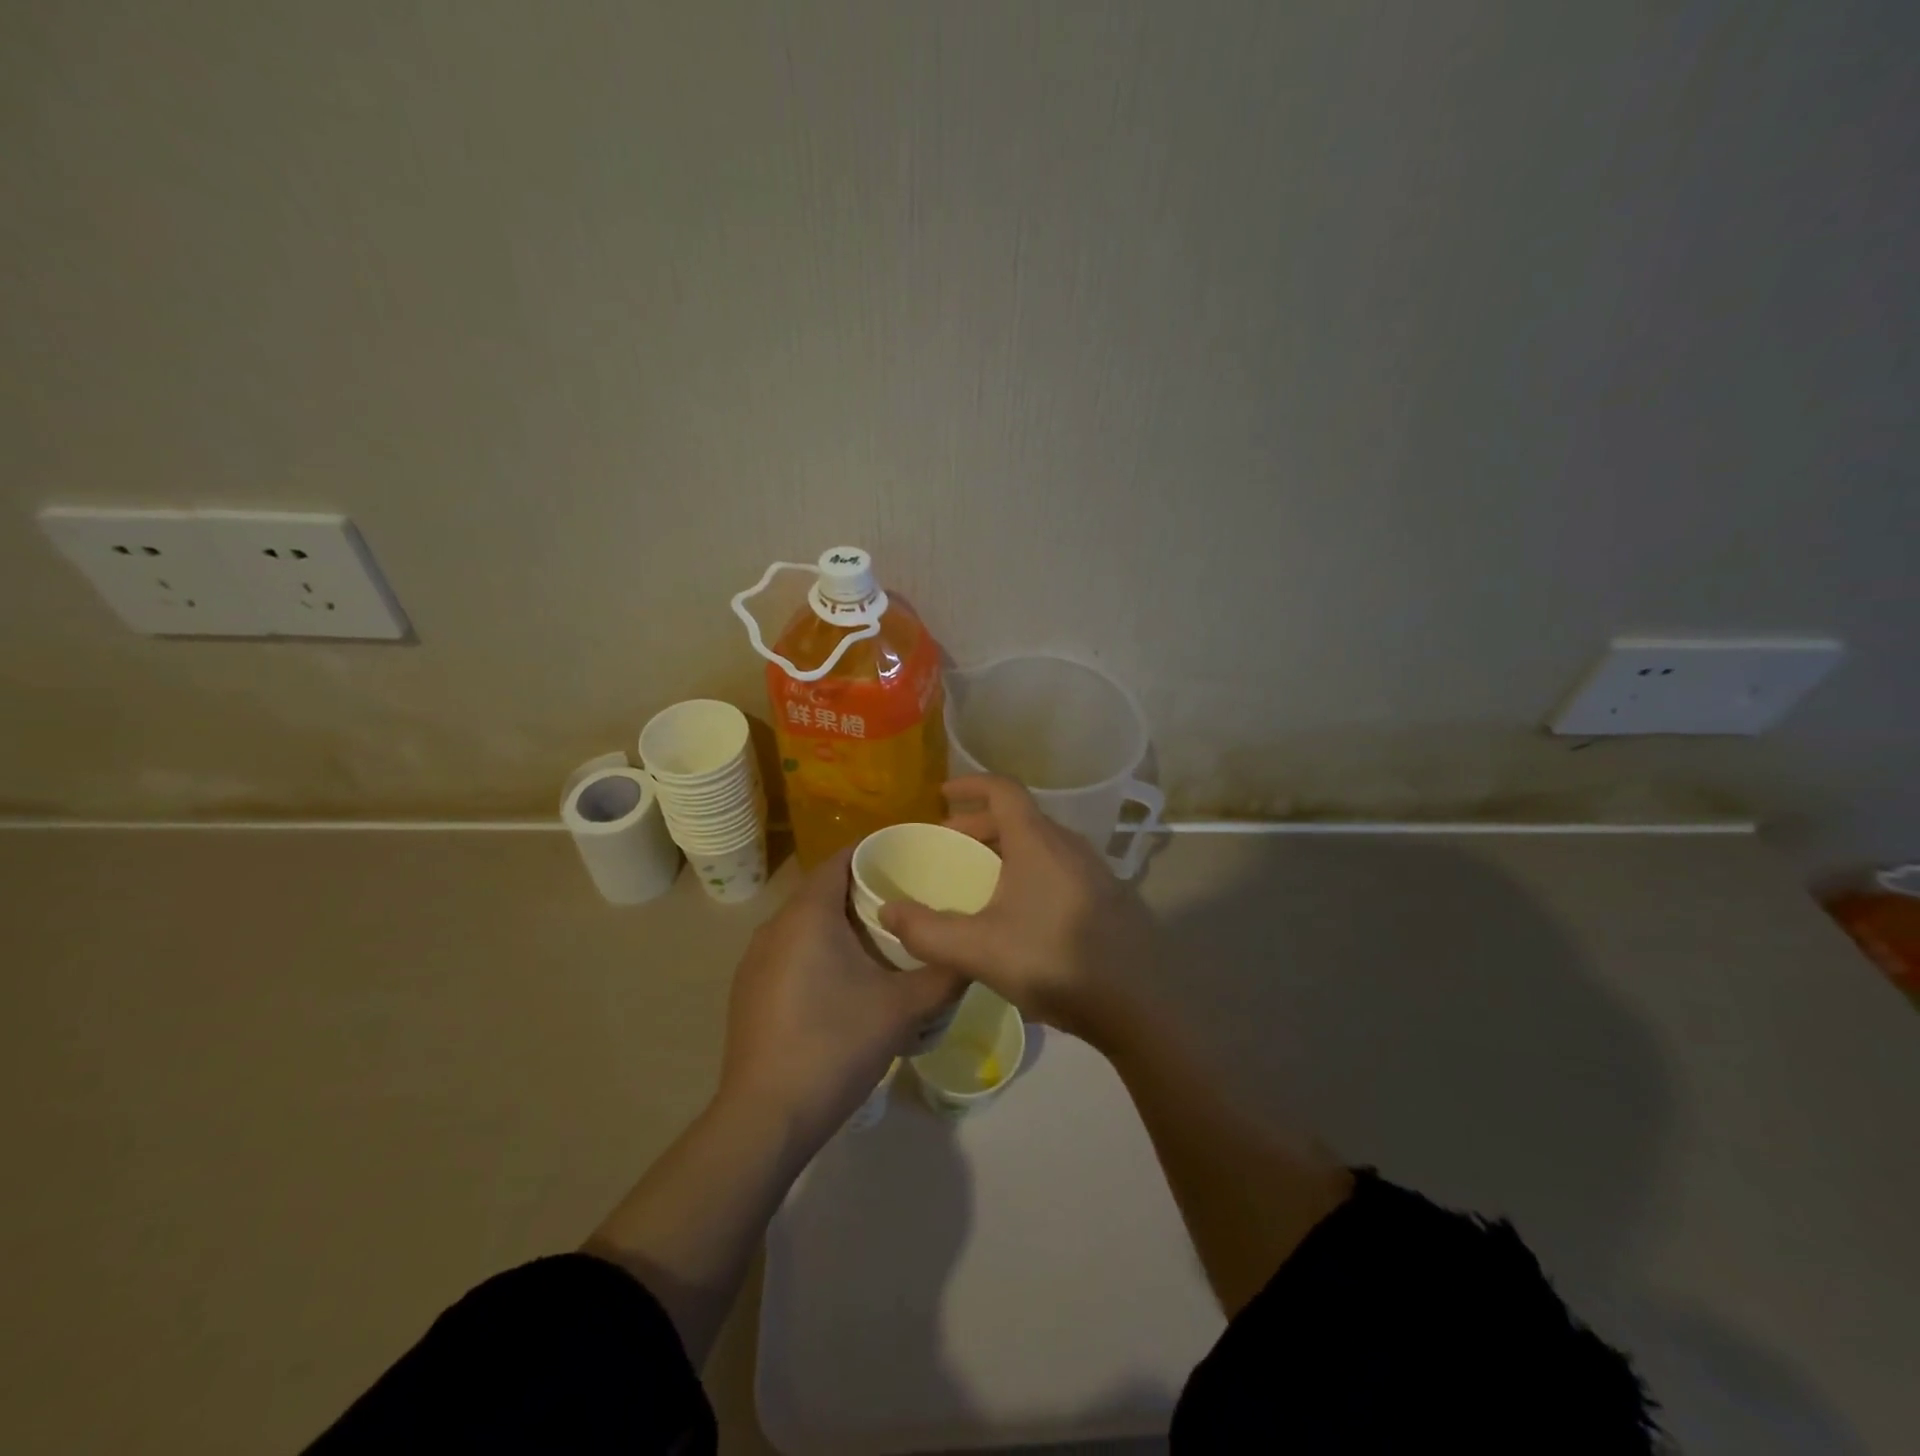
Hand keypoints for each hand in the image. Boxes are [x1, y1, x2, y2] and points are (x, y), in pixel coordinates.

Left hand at [717, 849, 964, 1144]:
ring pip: (805, 924)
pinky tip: (845, 982)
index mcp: (808, 915)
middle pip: (823, 891)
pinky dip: (819, 951)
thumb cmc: (836, 1045)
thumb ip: (944, 974)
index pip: (840, 860)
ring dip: (841, 925)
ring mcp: (755, 961)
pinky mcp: (749, 992)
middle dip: (864, 892)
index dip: (875, 852)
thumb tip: (972, 955)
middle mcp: (774, 926)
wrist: (767, 1117)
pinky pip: (790, 952)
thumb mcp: (904, 1008)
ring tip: (883, 941)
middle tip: (908, 902)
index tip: (911, 859)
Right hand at [880, 775, 1159, 1043]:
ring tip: (981, 878)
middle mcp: (1069, 844)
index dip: (970, 785)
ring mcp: (1095, 870)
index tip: (942, 794)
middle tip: (950, 845)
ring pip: (1042, 843)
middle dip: (979, 823)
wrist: (1139, 1003)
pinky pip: (1060, 866)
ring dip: (1007, 849)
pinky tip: (1022, 911)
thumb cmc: (1053, 961)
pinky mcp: (1109, 897)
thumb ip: (927, 931)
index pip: (1003, 790)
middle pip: (1020, 817)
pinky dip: (1031, 869)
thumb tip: (887, 912)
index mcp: (1038, 841)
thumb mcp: (979, 950)